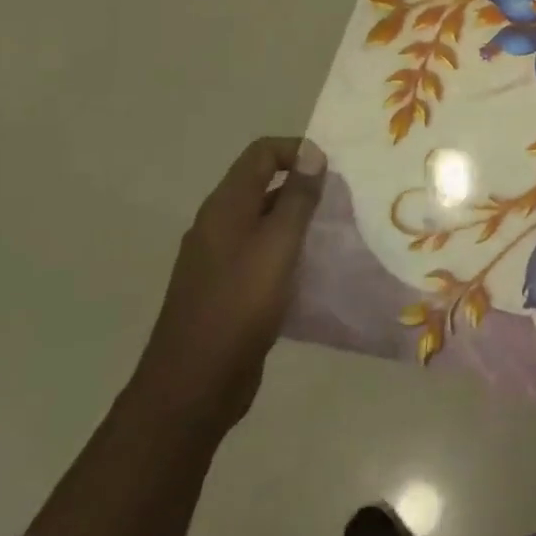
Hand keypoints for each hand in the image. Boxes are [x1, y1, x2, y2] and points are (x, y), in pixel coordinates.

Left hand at [126, 137, 325, 436]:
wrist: (193, 385)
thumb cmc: (239, 305)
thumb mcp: (278, 245)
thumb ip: (298, 198)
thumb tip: (312, 152)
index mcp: (225, 207)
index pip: (261, 153)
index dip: (298, 151)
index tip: (333, 171)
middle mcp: (217, 225)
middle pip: (262, 184)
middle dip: (303, 186)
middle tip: (342, 202)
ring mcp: (218, 259)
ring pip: (264, 221)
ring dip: (298, 220)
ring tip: (334, 233)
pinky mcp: (226, 289)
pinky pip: (261, 254)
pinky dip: (287, 251)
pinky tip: (311, 271)